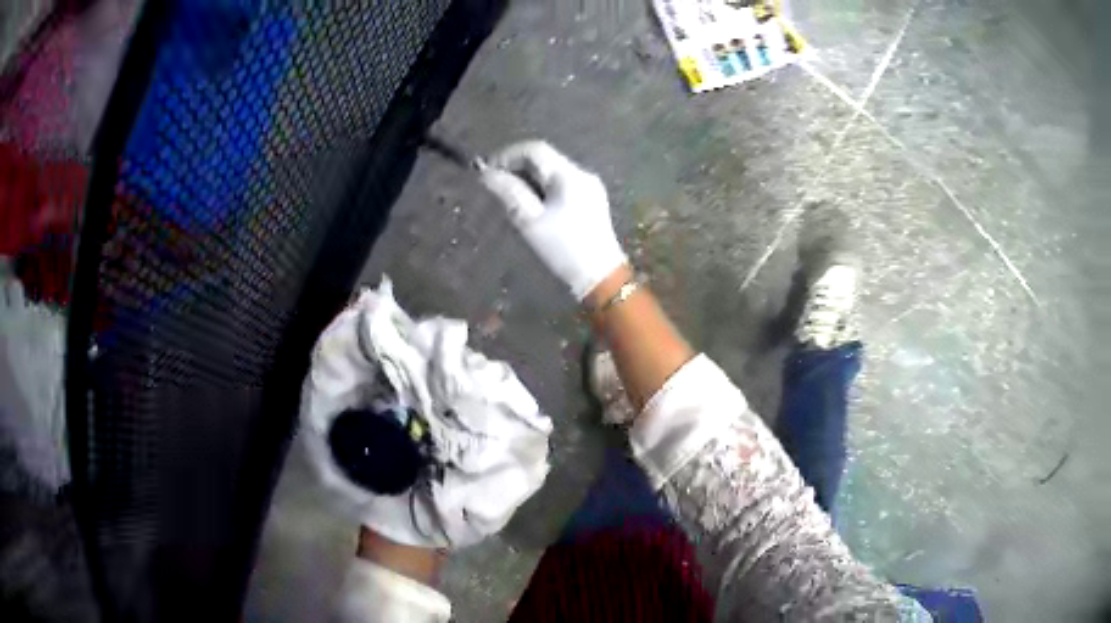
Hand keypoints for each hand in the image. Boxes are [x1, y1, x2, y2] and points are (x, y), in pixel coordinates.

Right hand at [481, 141, 626, 299]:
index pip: (534, 150)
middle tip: (497, 188)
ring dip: (529, 180)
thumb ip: (508, 192)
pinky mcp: (591, 200)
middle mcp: (582, 174)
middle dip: (517, 169)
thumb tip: (486, 173)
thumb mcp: (530, 221)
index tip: (488, 172)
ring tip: (512, 201)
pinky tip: (534, 209)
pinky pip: (561, 186)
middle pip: (544, 160)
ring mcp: (589, 187)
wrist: (600, 276)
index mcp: (569, 175)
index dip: (507, 156)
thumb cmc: (563, 249)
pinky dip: (543, 190)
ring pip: (552, 173)